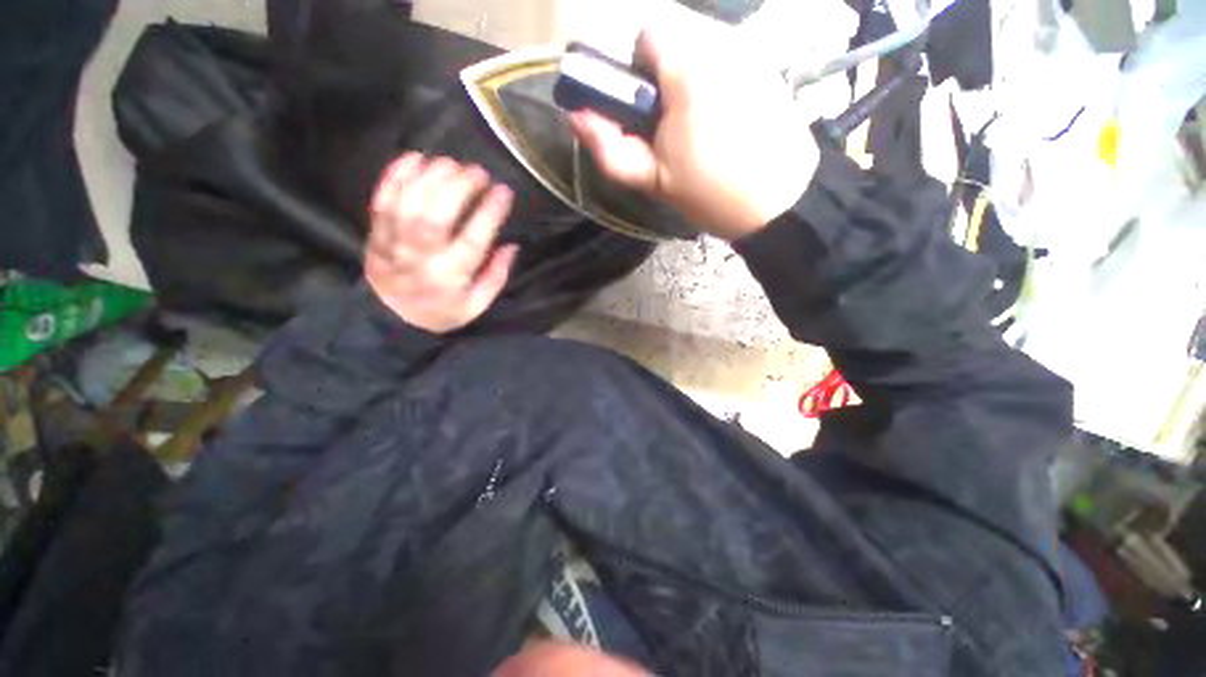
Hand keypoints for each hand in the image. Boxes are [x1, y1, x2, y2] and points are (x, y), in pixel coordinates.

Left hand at [365, 153, 519, 333]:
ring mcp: (394, 243)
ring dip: (431, 176)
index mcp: (451, 276)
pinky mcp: (375, 234)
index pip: (473, 239)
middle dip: (459, 186)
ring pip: (409, 203)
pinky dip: (396, 175)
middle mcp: (421, 257)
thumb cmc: (442, 311)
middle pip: (436, 215)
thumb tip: (512, 246)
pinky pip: (381, 200)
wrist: (391, 320)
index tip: (504, 190)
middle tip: (478, 172)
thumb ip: (496, 276)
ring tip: (452, 164)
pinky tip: (415, 158)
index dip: (490, 211)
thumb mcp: (477, 305)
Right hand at [569, 30, 818, 239]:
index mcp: (688, 69)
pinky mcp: (766, 65)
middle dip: (659, 72)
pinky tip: (719, 116)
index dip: (635, 67)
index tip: (641, 105)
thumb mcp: (653, 180)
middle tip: (666, 122)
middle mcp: (721, 44)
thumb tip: (575, 115)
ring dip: (685, 74)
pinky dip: (711, 77)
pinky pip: (725, 55)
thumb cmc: (712, 194)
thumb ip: (610, 150)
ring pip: (699, 43)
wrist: (781, 201)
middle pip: (673, 35)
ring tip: (694, 123)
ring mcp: (749, 52)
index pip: (647, 33)